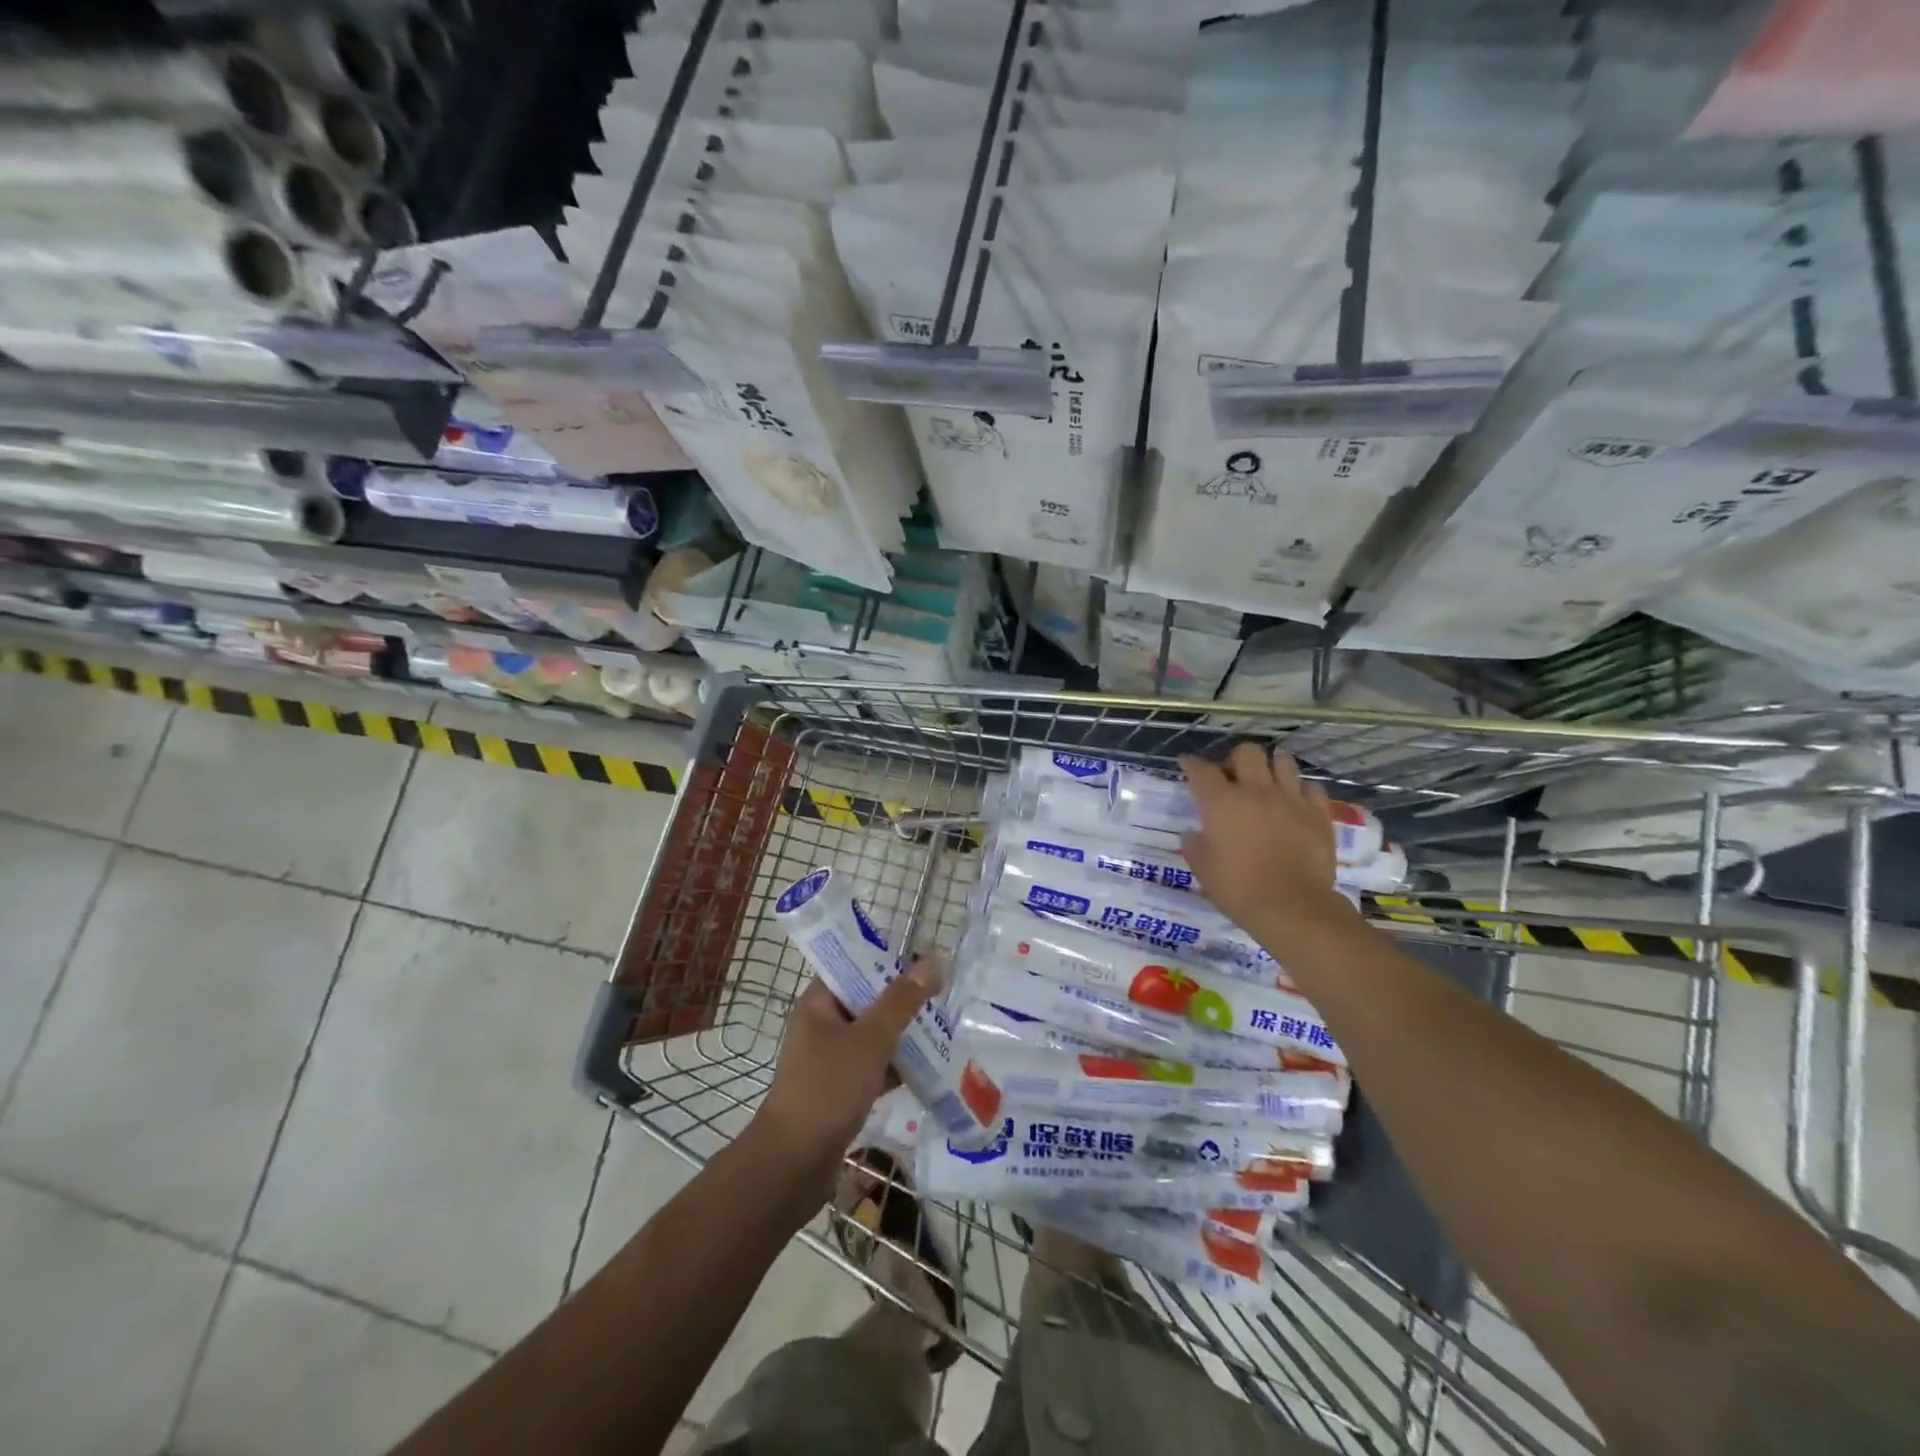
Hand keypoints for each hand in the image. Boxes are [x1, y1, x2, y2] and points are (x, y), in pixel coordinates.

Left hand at [749, 958, 940, 1211]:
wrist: (794, 1165)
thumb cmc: (828, 1089)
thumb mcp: (869, 1040)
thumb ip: (901, 1001)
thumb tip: (932, 961)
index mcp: (818, 1004)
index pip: (852, 966)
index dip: (886, 962)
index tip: (923, 964)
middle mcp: (821, 1026)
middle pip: (866, 1001)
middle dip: (902, 1000)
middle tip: (941, 997)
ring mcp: (829, 1060)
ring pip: (873, 1036)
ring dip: (902, 1034)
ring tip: (942, 1029)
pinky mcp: (840, 1091)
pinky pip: (873, 1067)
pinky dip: (896, 1066)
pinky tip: (928, 1068)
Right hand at [1181, 744, 1356, 947]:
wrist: (1292, 906)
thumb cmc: (1238, 888)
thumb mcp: (1202, 868)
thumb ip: (1195, 844)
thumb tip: (1194, 833)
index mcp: (1221, 802)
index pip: (1201, 770)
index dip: (1192, 765)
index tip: (1188, 765)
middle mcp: (1255, 791)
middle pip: (1247, 752)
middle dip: (1236, 759)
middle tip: (1233, 778)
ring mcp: (1291, 799)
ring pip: (1283, 761)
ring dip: (1272, 767)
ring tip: (1268, 783)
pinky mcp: (1318, 814)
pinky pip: (1311, 788)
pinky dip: (1301, 790)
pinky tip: (1295, 803)